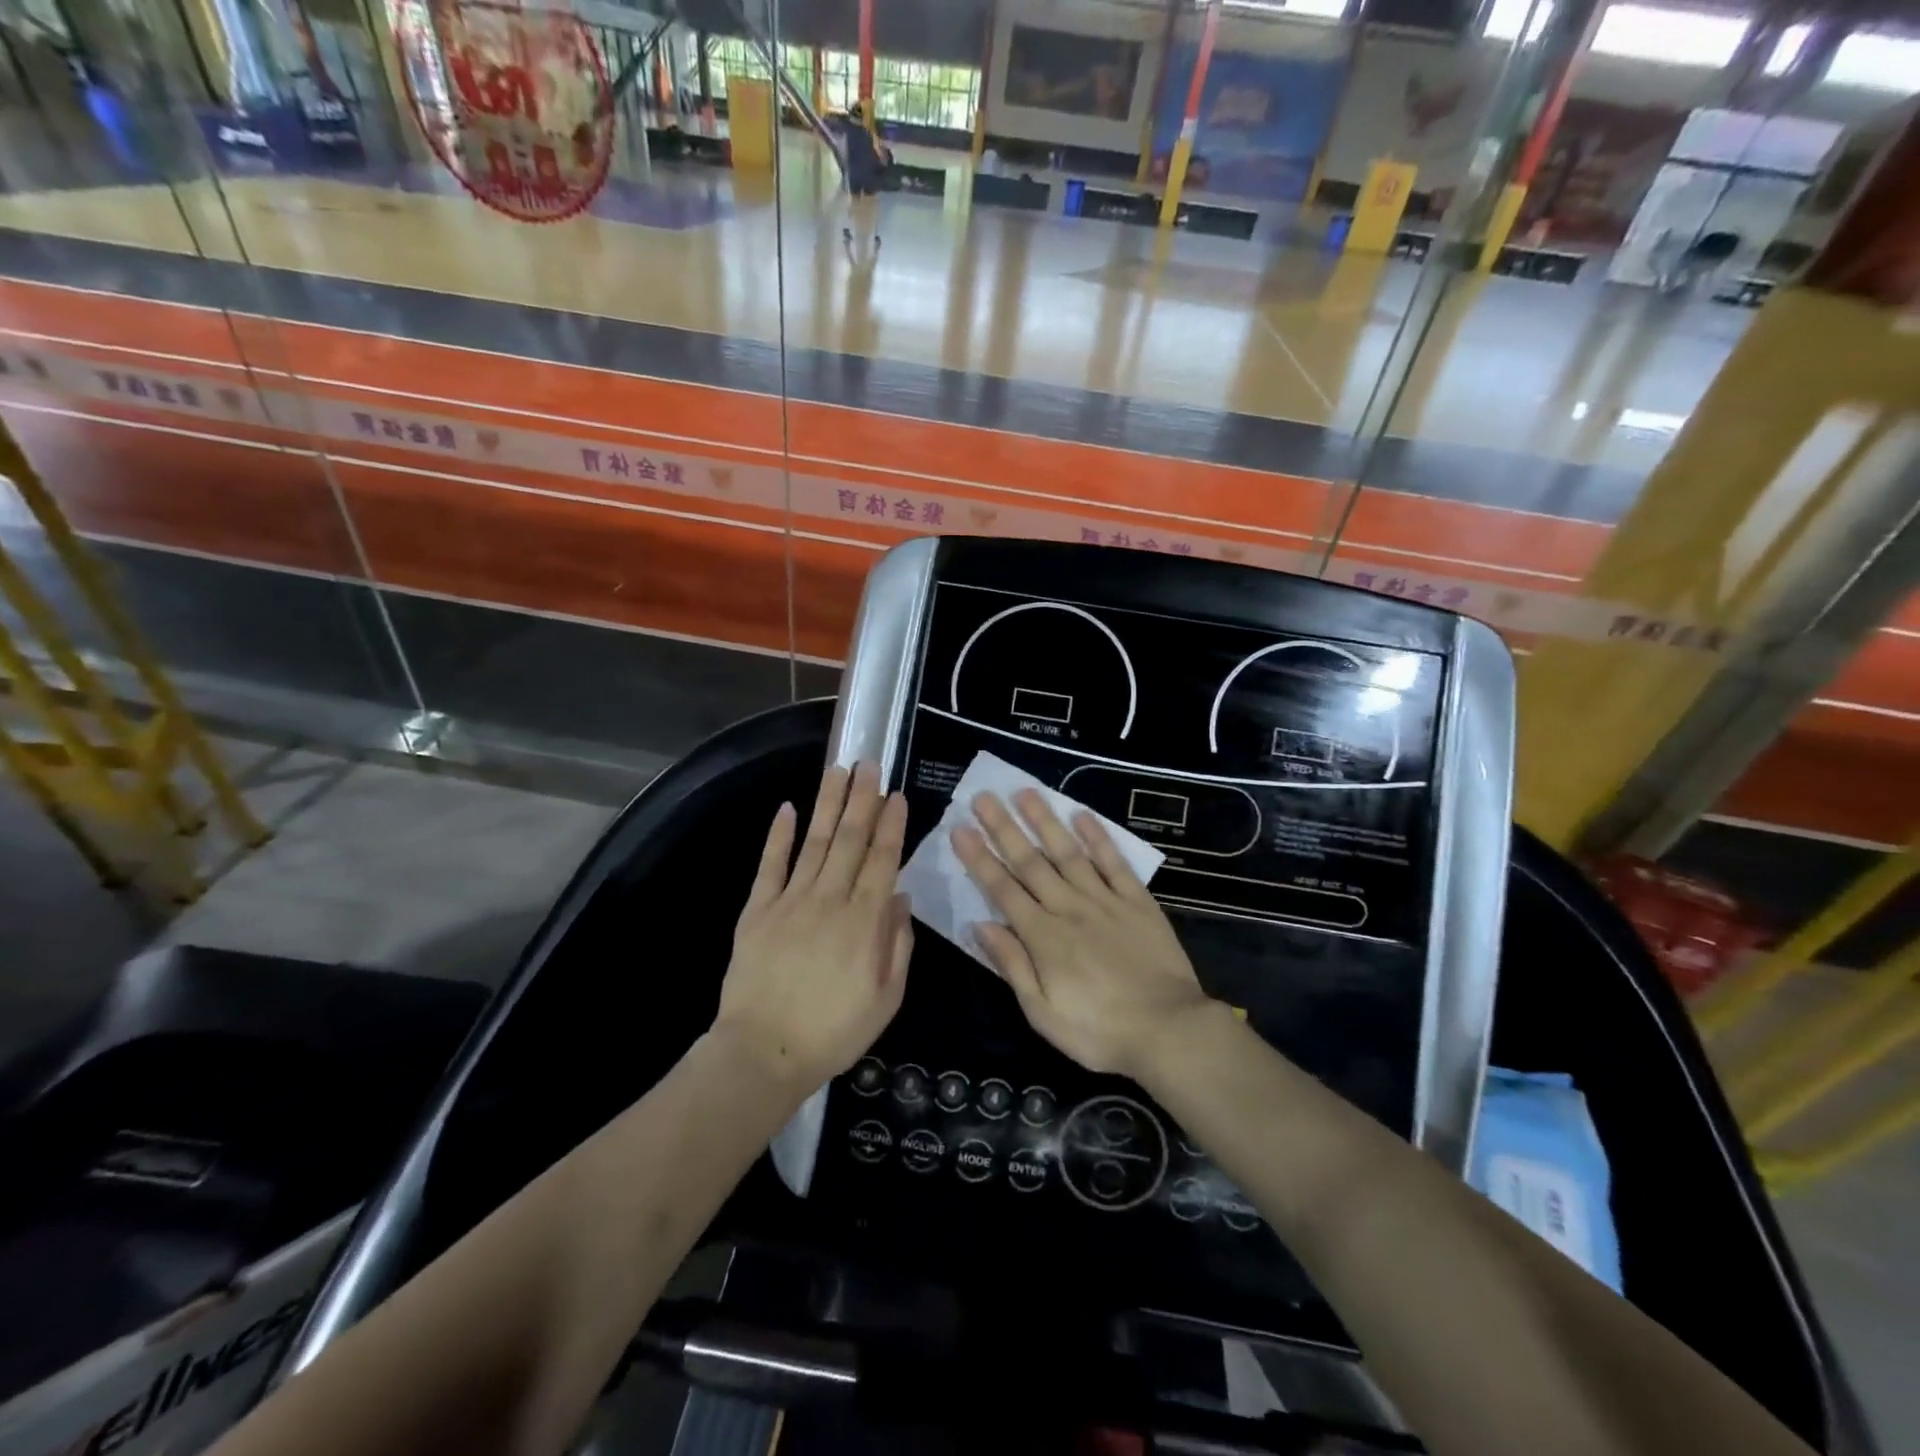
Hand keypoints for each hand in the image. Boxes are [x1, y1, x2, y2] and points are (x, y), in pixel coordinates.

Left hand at [715, 763, 911, 1090]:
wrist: (764, 1053)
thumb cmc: (834, 1031)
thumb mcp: (886, 999)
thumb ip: (898, 945)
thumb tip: (900, 898)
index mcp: (864, 921)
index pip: (883, 860)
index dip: (891, 825)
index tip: (897, 795)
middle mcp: (830, 900)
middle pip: (850, 839)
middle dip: (862, 799)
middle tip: (869, 764)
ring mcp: (790, 901)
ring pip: (814, 842)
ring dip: (828, 803)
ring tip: (839, 769)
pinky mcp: (758, 909)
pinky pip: (770, 864)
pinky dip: (779, 835)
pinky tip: (788, 808)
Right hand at [952, 790, 1209, 1079]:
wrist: (1169, 1031)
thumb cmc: (1099, 1031)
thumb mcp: (1043, 1013)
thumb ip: (1012, 965)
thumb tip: (981, 925)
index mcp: (1043, 936)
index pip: (1002, 888)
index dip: (979, 858)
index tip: (960, 828)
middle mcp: (1069, 908)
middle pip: (1030, 862)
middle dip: (1003, 828)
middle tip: (983, 796)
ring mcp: (1105, 900)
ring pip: (1068, 852)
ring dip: (1045, 821)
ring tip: (1026, 792)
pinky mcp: (1137, 901)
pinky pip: (1114, 863)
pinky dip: (1098, 838)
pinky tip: (1083, 816)